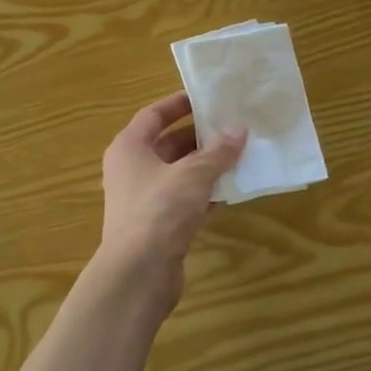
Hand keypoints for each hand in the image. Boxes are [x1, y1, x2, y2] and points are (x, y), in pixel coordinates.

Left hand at [97, 92, 244, 305]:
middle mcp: (132, 170)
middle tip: (233, 126)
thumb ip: (218, 152)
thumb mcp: (193, 175)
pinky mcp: (158, 225)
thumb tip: (239, 130)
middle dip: (200, 136)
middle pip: (168, 144)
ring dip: (206, 166)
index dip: (179, 104)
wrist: (138, 273)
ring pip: (179, 174)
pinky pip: (184, 200)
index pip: (153, 115)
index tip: (207, 97)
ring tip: (241, 154)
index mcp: (129, 148)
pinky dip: (205, 193)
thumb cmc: (160, 211)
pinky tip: (232, 189)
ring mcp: (143, 199)